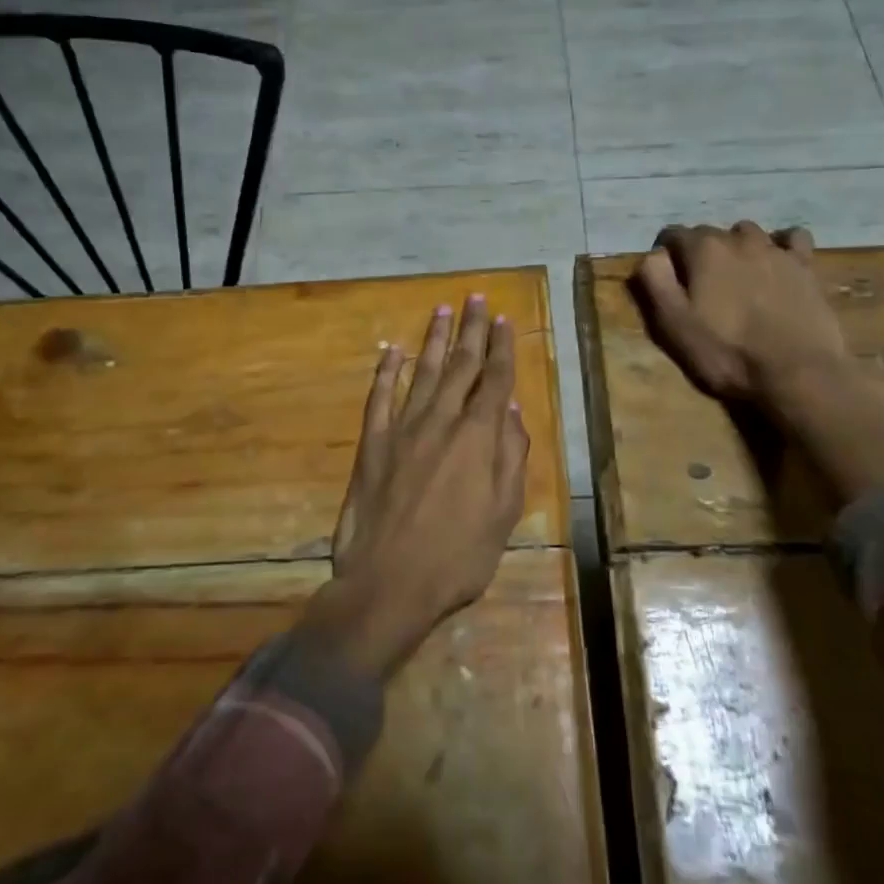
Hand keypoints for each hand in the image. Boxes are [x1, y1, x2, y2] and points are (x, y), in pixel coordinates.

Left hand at [301, 295, 529, 681]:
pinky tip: (392, 351)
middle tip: (476, 298)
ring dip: (434, 339)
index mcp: (479, 438)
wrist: (389, 584)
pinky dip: (386, 372)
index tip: (504, 320)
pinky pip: (379, 398)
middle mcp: (442, 422)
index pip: (495, 380)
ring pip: (422, 373)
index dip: (502, 348)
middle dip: (471, 330)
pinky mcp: (372, 445)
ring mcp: (402, 430)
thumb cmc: (458, 557)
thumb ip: (511, 457)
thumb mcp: (503, 514)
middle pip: (460, 365)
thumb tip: (511, 409)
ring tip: (442, 310)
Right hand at [631, 222, 848, 405]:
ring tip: (738, 278)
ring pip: (748, 233)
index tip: (666, 280)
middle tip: (701, 287)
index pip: (672, 235)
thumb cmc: (726, 352)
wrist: (796, 373)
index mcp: (704, 250)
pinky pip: (792, 239)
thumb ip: (655, 281)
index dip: (665, 255)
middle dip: (700, 253)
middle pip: (710, 233)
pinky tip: (778, 265)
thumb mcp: (673, 323)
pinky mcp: (806, 265)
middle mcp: (739, 239)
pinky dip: (780, 246)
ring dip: (737, 248)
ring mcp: (777, 249)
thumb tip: (652, 255)